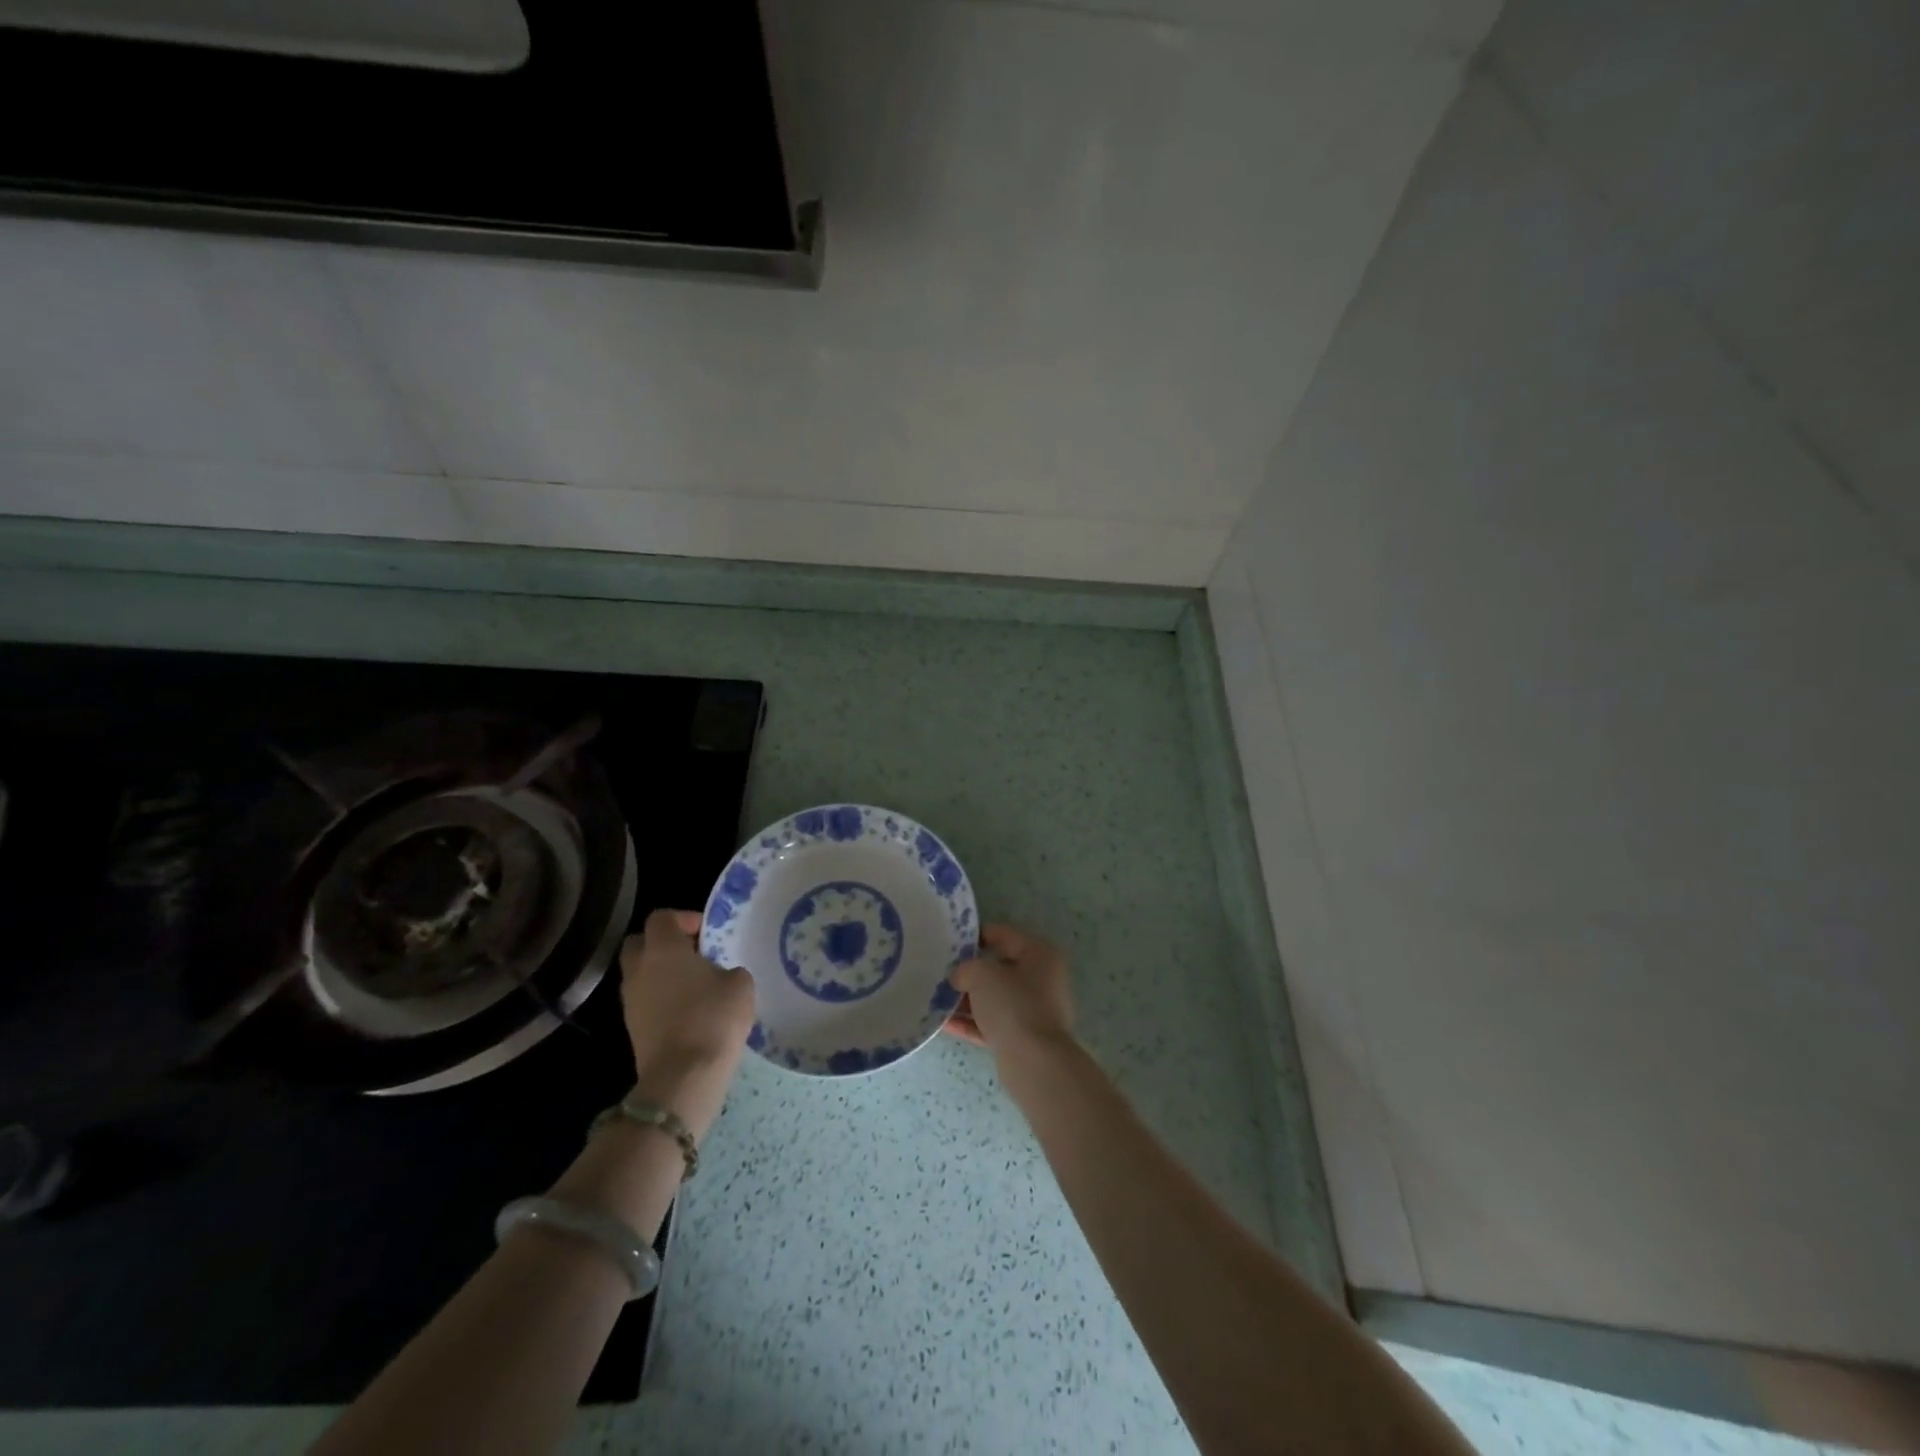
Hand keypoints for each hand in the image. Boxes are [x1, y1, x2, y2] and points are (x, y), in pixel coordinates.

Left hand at [618, 910, 755, 1138]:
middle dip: (662, 944)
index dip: (683, 918)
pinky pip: (643, 1000)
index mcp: (663, 949)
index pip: (661, 917)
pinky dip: (659, 999)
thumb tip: (721, 976)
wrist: (683, 1076)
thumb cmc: (714, 1018)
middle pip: (639, 943)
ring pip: (639, 974)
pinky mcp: (631, 1028)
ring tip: (691, 985)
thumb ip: (729, 970)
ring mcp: (630, 1000)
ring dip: (660, 974)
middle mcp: (639, 969)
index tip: (705, 932)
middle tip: (691, 954)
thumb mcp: (740, 984)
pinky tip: (685, 1011)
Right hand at [943, 922, 1074, 1060]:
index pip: (1003, 934)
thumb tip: (960, 976)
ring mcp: (1033, 1010)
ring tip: (936, 999)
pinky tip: (943, 1024)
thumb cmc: (1013, 1005)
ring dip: (966, 1000)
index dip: (975, 935)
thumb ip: (966, 968)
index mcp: (1039, 954)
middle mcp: (1041, 979)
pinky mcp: (1023, 1038)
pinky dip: (971, 1022)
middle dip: (969, 971)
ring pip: (994, 998)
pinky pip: (992, 1023)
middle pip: (998, 968)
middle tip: (940, 972)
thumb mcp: (982, 974)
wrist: (1034, 1063)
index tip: (950, 942)